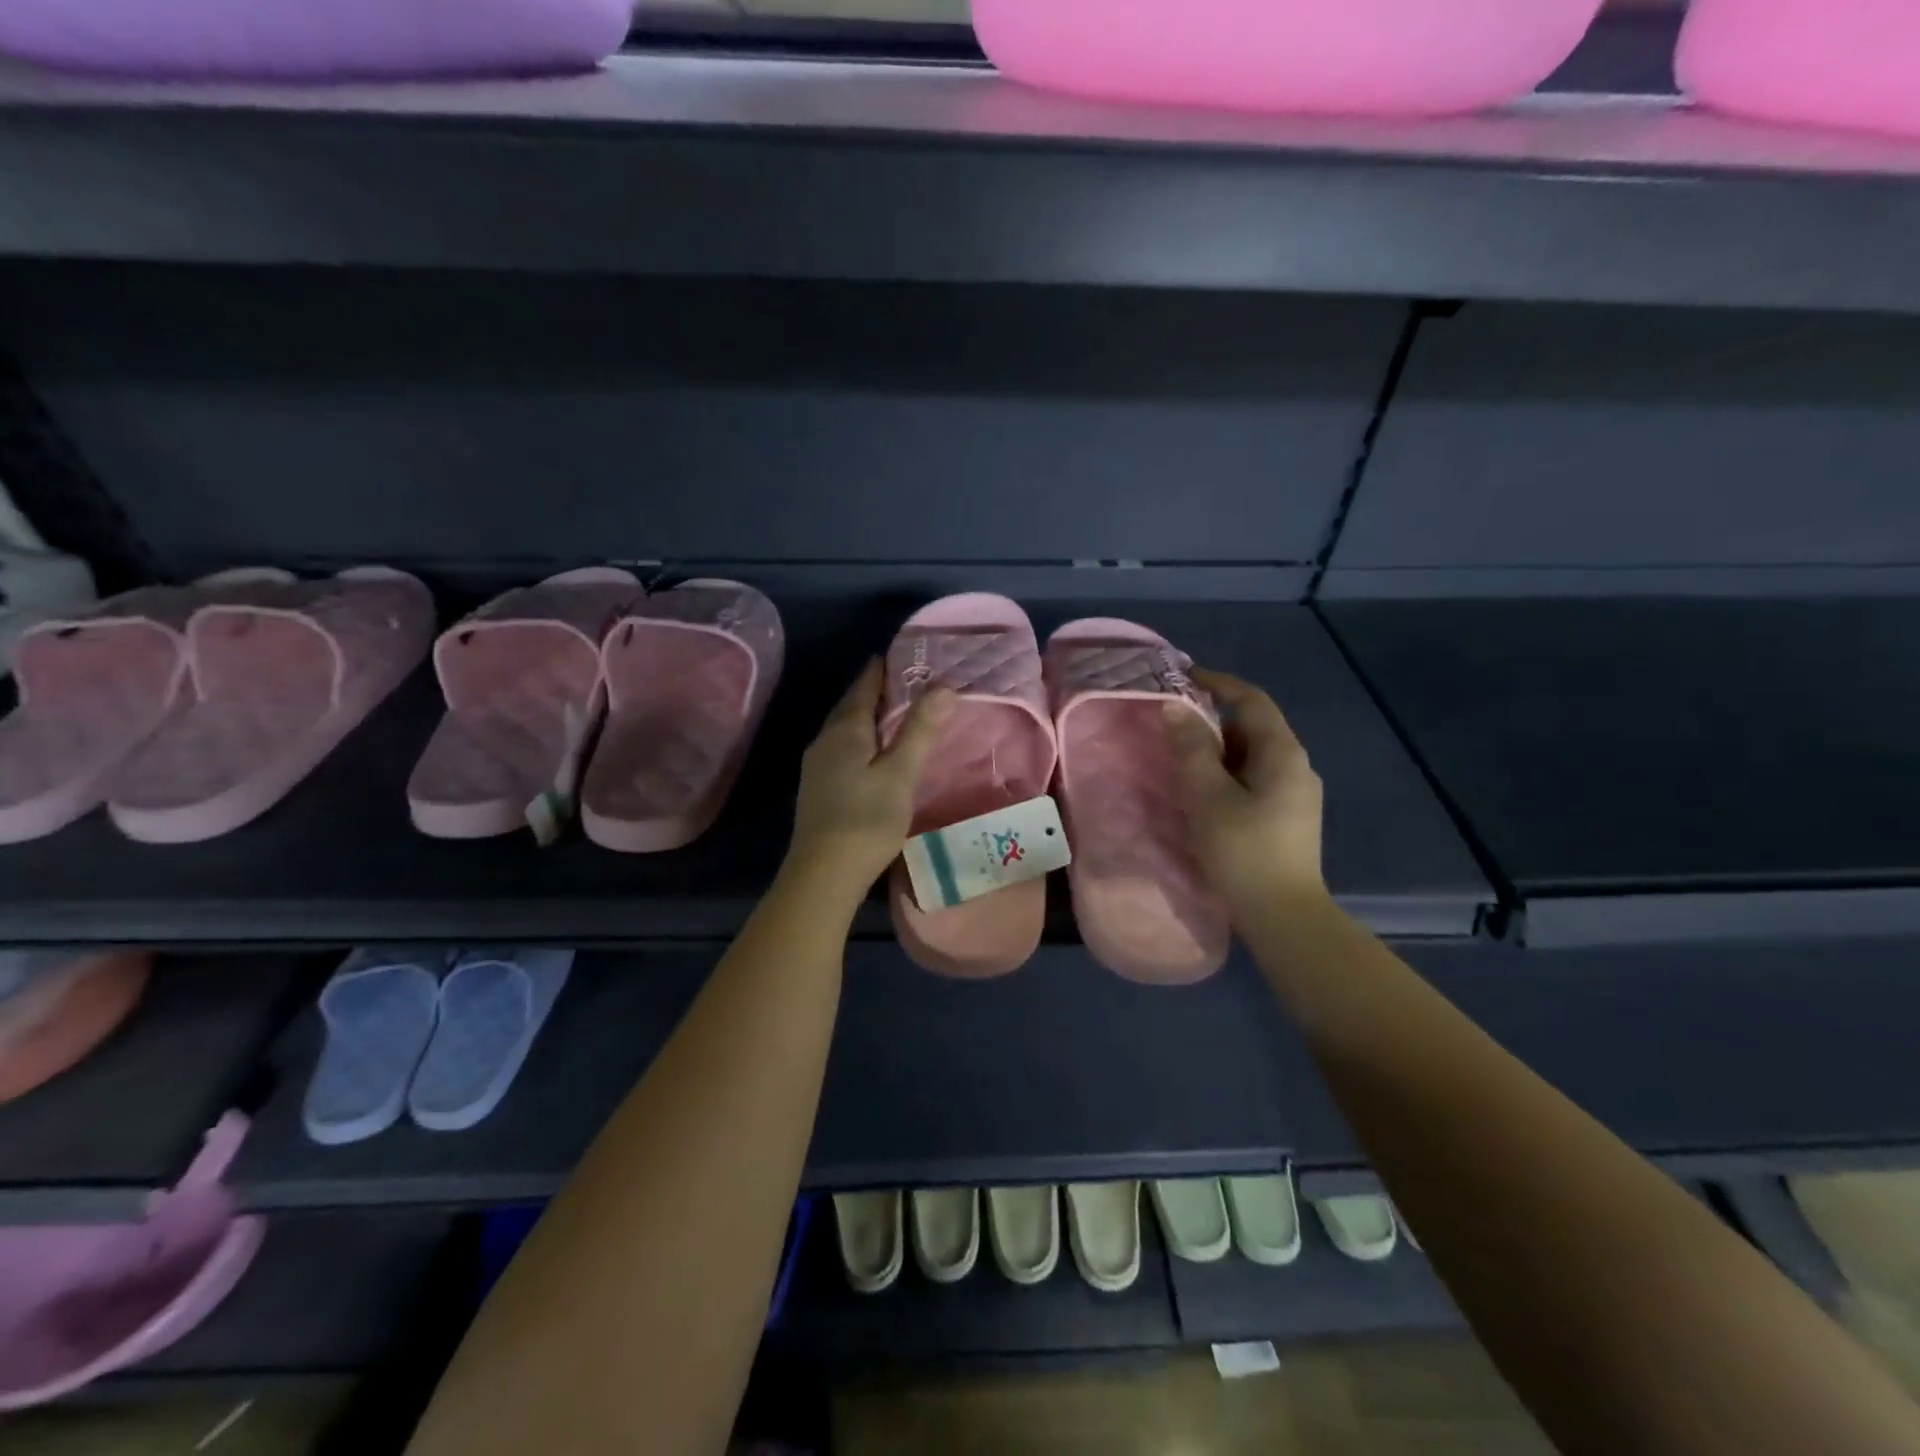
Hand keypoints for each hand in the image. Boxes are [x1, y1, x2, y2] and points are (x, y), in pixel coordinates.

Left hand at [787, 661, 953, 904]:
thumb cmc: (866, 819)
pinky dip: (860, 740)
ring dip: (865, 716)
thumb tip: (943, 686)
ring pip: (844, 729)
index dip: (880, 670)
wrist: (823, 873)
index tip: (895, 655)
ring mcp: (817, 766)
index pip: (863, 688)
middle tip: (901, 681)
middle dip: (873, 691)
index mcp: (845, 731)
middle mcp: (825, 741)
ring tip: (891, 714)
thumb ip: (920, 730)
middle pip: (850, 706)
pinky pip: (841, 749)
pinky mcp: (818, 789)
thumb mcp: (900, 773)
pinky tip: (872, 753)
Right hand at [1162, 669, 1325, 917]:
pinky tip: (1203, 790)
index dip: (1219, 683)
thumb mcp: (1207, 795)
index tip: (1183, 676)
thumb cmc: (1243, 850)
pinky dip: (1227, 772)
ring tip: (1180, 754)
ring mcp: (1296, 794)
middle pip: (1253, 726)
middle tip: (1172, 720)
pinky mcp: (1287, 817)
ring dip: (1218, 748)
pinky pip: (1254, 778)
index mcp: (1282, 753)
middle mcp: (1296, 766)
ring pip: (1252, 755)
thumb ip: (1191, 748)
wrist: (1283, 915)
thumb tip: (1175, 707)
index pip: (1251, 700)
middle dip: (1213, 717)